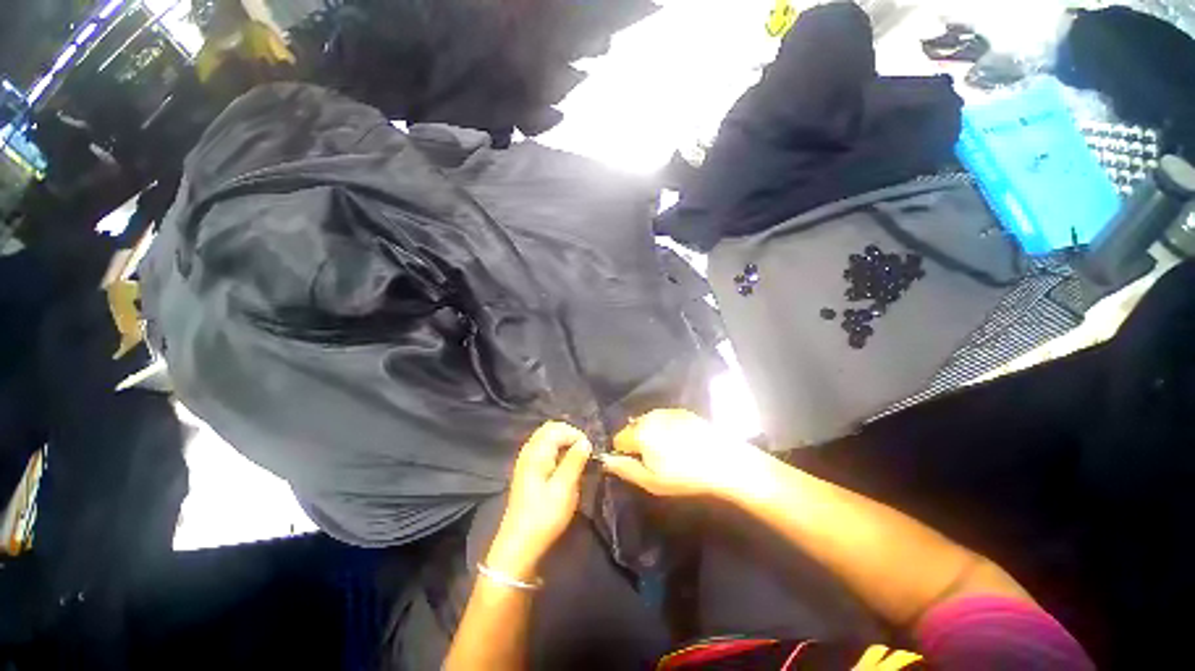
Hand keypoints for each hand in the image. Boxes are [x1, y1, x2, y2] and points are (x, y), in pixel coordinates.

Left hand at [485, 422, 591, 581]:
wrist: (519, 545)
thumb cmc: (544, 516)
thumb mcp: (564, 488)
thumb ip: (575, 460)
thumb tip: (585, 441)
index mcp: (536, 452)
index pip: (558, 428)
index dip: (576, 435)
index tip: (589, 452)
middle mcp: (529, 451)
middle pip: (550, 429)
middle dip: (570, 436)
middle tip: (584, 453)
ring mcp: (526, 461)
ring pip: (547, 439)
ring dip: (564, 444)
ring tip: (577, 460)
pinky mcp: (527, 471)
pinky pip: (544, 450)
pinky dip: (557, 452)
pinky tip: (565, 467)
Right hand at [600, 409, 772, 498]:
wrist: (723, 461)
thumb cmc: (684, 476)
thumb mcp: (650, 481)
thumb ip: (624, 468)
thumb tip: (605, 460)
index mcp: (639, 432)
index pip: (618, 439)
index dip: (624, 453)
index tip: (637, 464)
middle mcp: (649, 416)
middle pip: (632, 428)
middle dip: (636, 441)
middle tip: (653, 459)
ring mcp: (666, 412)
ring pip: (647, 421)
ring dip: (650, 433)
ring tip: (667, 450)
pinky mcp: (681, 411)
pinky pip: (663, 418)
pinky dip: (664, 427)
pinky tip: (678, 441)